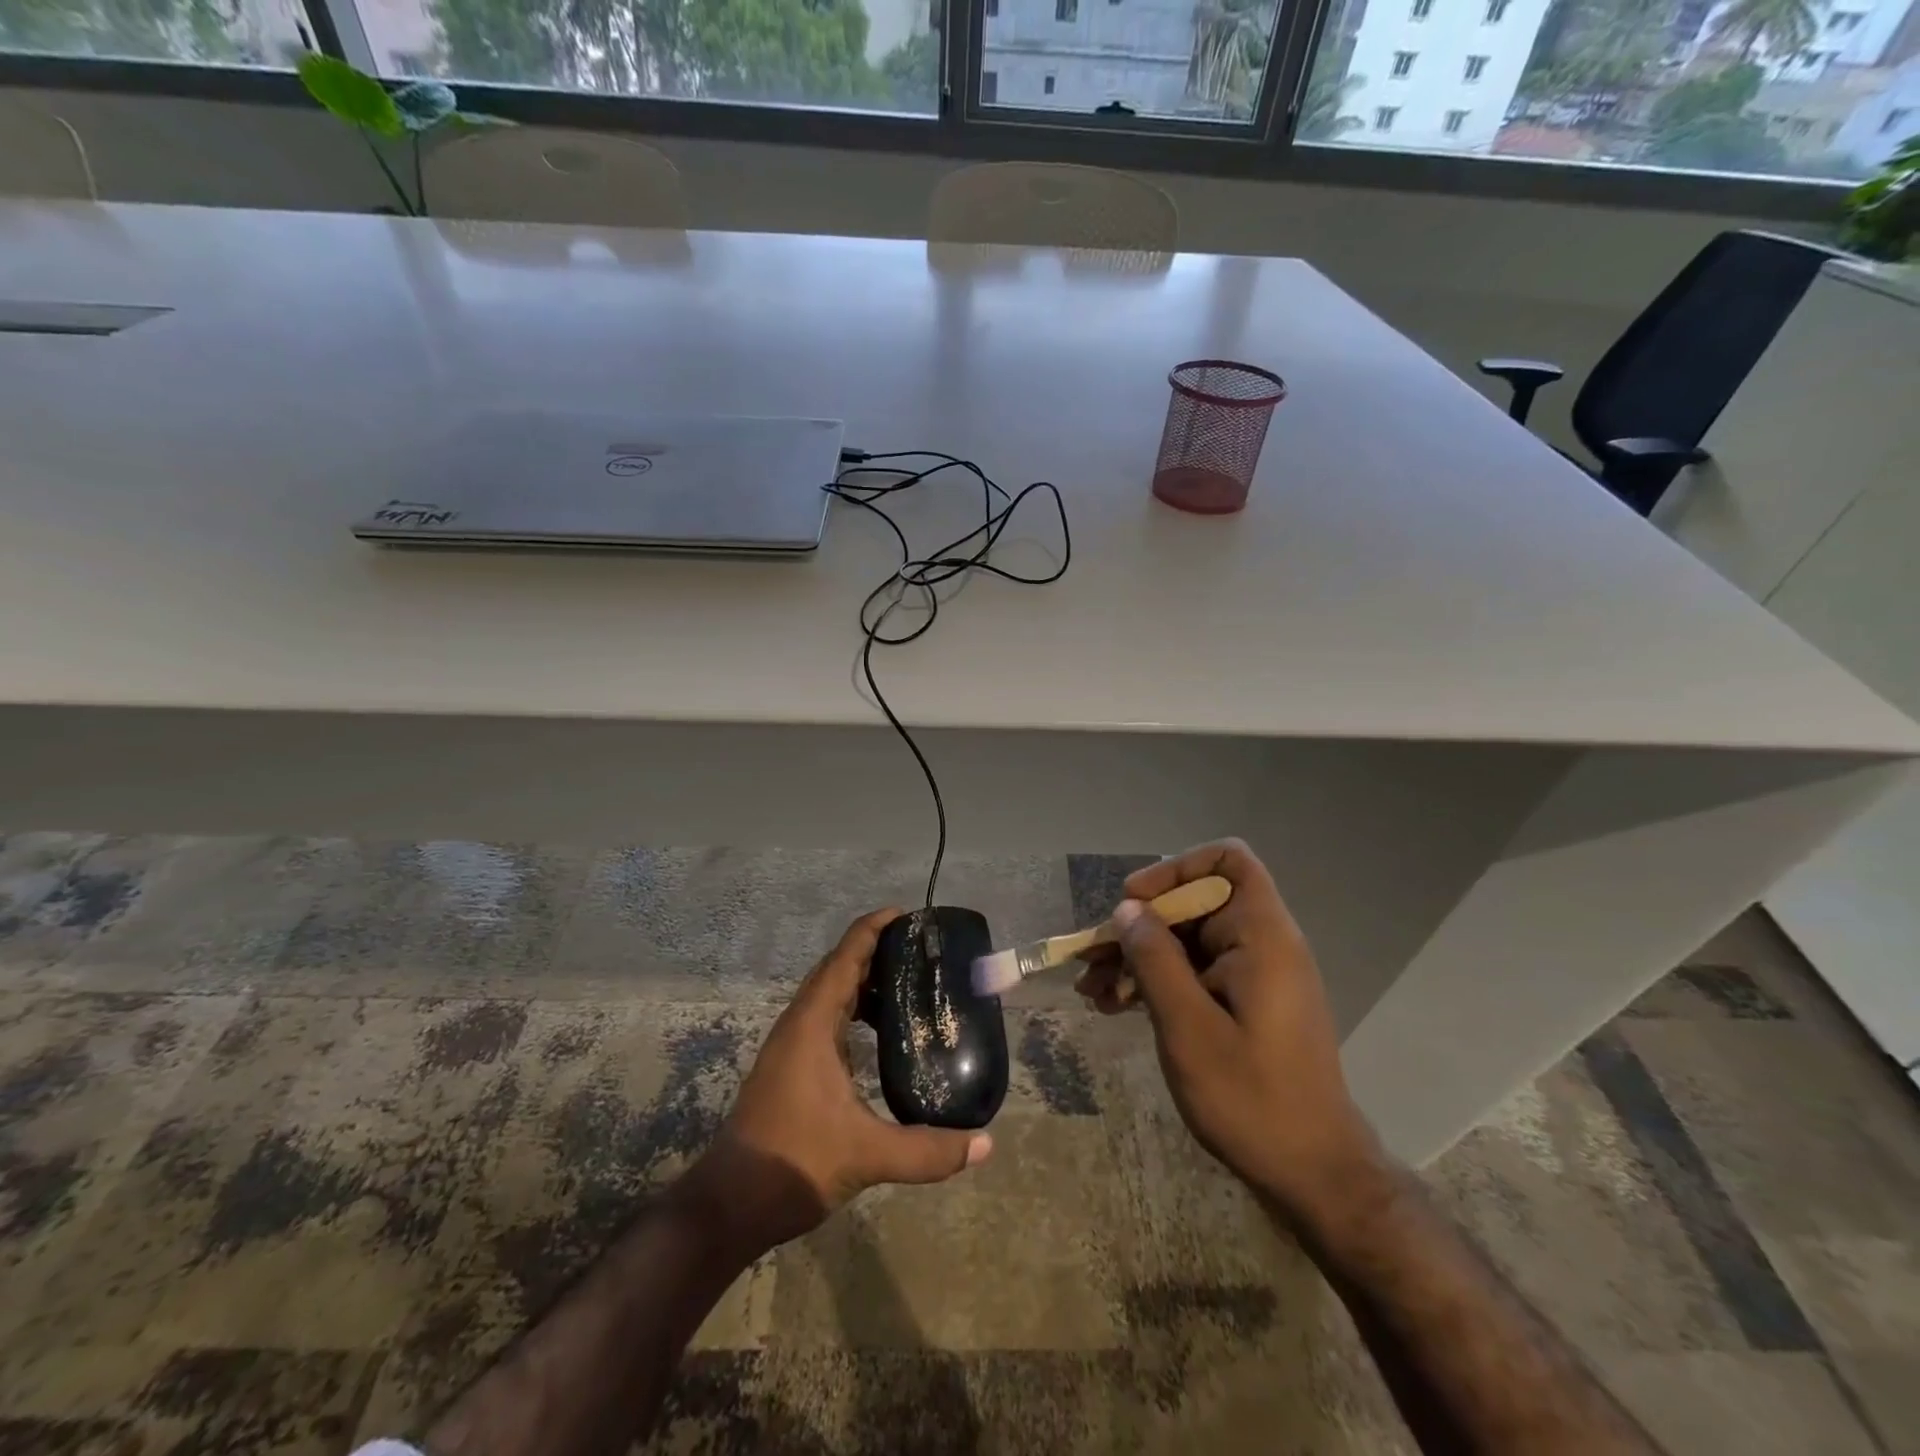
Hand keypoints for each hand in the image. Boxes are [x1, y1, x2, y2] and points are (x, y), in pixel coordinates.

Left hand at [677, 908, 992, 1257]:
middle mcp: (799, 1023)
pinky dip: (853, 1009)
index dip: (875, 928)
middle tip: (921, 952)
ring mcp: (790, 1044)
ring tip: (908, 987)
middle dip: (876, 950)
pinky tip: (879, 1034)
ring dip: (864, 981)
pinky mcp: (789, 1065)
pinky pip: (825, 1017)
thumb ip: (928, 1150)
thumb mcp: (867, 1155)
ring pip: (829, 993)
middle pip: (838, 967)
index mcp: (813, 1023)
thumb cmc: (794, 1162)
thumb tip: (985, 1145)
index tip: (909, 915)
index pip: (846, 956)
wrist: (730, 1204)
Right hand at [1075, 840, 1381, 1221]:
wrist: (1314, 1175)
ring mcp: (1254, 975)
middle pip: (1195, 904)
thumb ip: (1155, 960)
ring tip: (1093, 990)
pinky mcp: (1246, 1003)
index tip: (1135, 904)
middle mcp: (1263, 944)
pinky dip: (1158, 982)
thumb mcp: (1188, 1028)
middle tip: (1092, 958)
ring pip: (1188, 941)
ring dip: (1139, 958)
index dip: (1176, 869)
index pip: (1227, 861)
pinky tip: (1117, 1006)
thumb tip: (1128, 911)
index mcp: (1262, 936)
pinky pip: (1196, 972)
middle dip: (1140, 926)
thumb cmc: (1252, 1098)